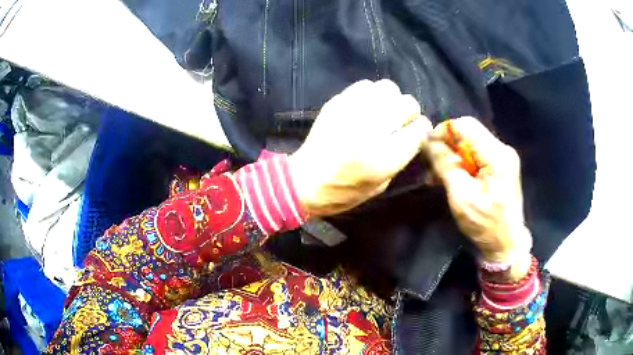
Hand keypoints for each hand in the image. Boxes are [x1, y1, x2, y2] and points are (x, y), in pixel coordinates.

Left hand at [290, 80, 431, 217]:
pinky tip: (366, 107)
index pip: (418, 130)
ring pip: (388, 88)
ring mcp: (352, 112)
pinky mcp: (337, 103)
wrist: (304, 181)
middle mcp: (370, 130)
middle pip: (407, 104)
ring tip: (384, 112)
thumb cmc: (343, 191)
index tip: (419, 132)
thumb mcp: (380, 185)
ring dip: (392, 100)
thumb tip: (413, 132)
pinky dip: (372, 94)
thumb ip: (401, 157)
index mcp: (383, 158)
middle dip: (410, 112)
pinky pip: (365, 85)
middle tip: (401, 121)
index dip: (422, 129)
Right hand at [427, 117, 531, 279]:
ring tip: (439, 176)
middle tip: (432, 167)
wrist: (507, 244)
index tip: (428, 149)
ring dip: (453, 156)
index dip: (443, 132)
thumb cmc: (485, 225)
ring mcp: (504, 157)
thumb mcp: (461, 197)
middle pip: (469, 133)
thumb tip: (428, 140)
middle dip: (447, 146)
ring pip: (471, 143)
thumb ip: (446, 165)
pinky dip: (463, 163)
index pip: (465, 125)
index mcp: (497, 155)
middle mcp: (503, 149)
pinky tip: (453, 178)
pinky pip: (477, 155)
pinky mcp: (501, 165)